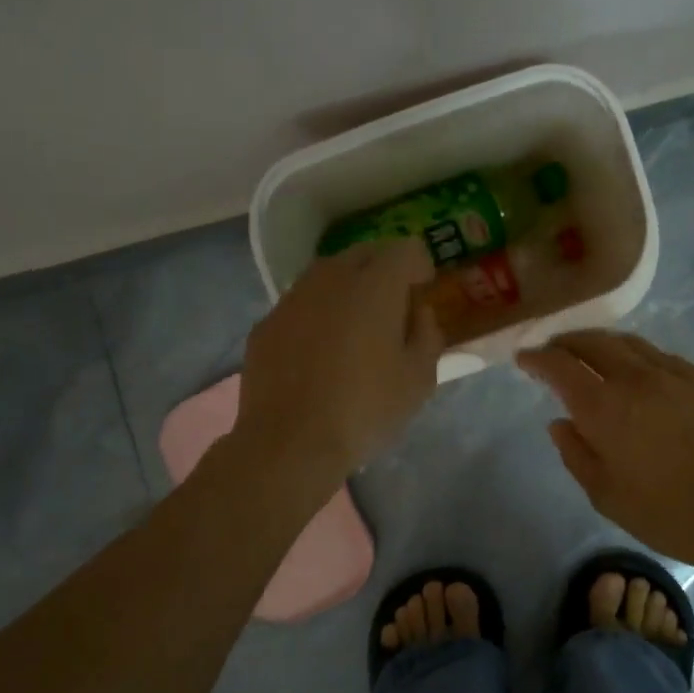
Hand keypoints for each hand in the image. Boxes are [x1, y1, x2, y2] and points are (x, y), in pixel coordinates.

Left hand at [234, 239, 442, 489]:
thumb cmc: (365, 410)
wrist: (289, 443)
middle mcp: (330, 279)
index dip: (420, 264)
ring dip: (347, 288)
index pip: (405, 248)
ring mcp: (292, 299)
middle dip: (384, 269)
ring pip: (326, 275)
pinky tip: (319, 351)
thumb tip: (418, 313)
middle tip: (394, 304)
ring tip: (355, 326)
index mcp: (375, 286)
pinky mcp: (266, 324)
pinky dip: (317, 314)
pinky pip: (300, 304)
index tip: (424, 288)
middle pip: (364, 253)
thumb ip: (427, 334)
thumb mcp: (419, 379)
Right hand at [518, 330, 693, 575]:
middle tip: (554, 349)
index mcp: (605, 407)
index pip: (560, 366)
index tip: (524, 358)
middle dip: (567, 341)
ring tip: (591, 354)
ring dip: (602, 343)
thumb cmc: (672, 515)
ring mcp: (677, 374)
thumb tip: (560, 423)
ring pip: (630, 343)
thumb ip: (577, 455)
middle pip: (593, 342)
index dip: (537, 358)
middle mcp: (637, 378)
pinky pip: (662, 357)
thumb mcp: (608, 497)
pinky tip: (640, 372)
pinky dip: (638, 356)